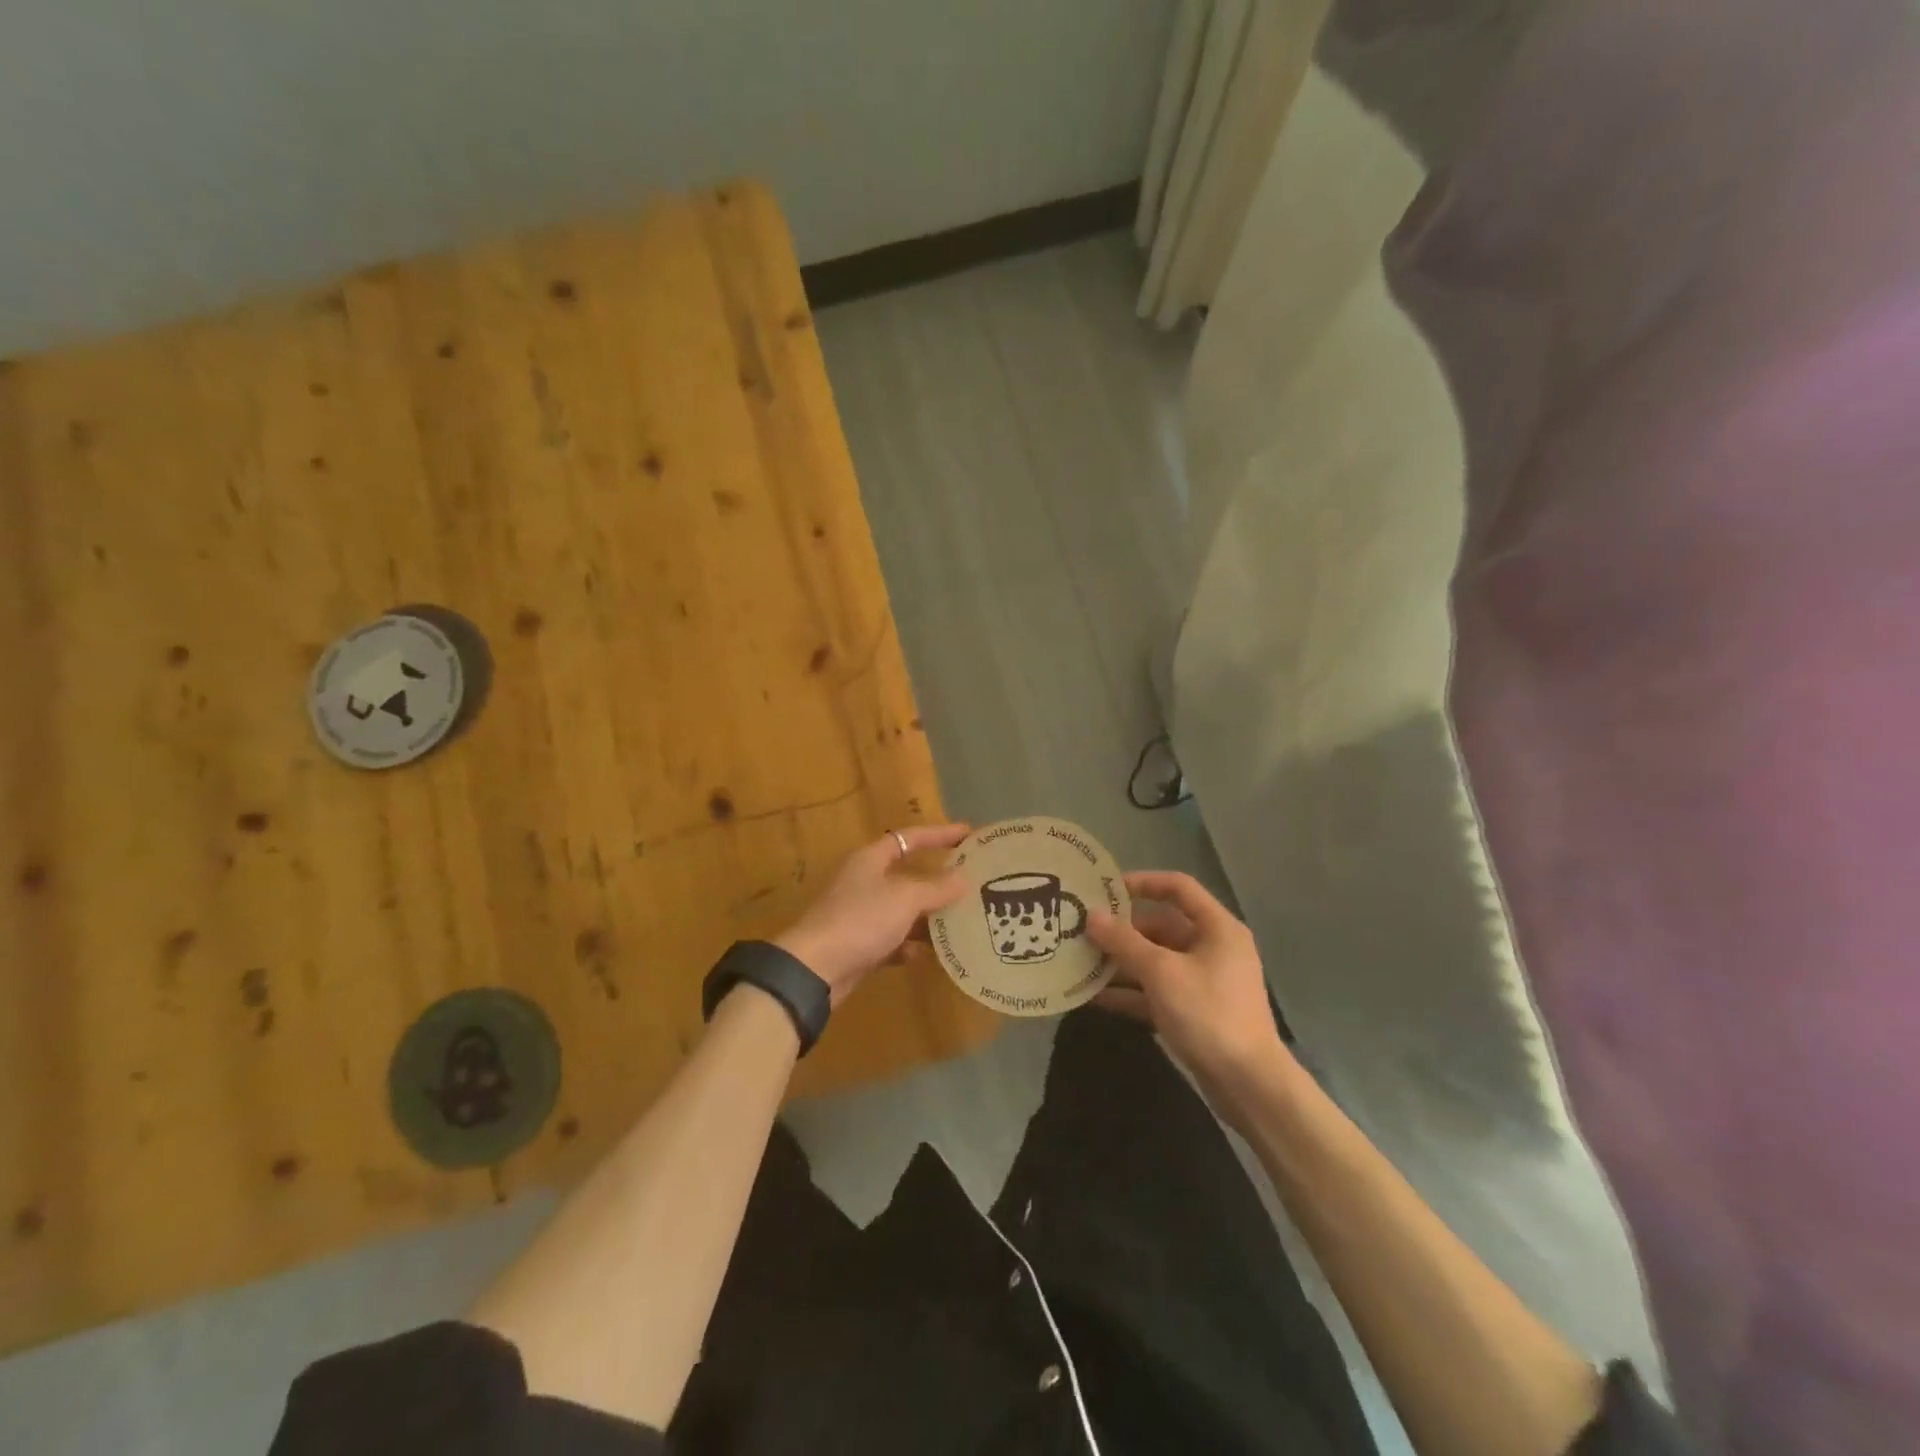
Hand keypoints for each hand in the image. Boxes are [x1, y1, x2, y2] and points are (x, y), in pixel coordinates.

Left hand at [773, 824, 970, 1005]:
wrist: (815, 969)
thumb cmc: (861, 920)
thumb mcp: (905, 898)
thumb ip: (936, 887)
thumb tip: (963, 878)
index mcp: (870, 860)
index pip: (909, 838)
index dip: (939, 834)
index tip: (968, 834)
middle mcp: (864, 882)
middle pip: (907, 875)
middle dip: (938, 881)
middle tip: (971, 883)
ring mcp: (860, 915)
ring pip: (902, 910)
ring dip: (928, 916)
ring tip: (961, 921)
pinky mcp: (859, 945)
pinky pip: (892, 941)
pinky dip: (910, 946)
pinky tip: (929, 955)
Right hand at [1087, 871, 1296, 1127]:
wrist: (1249, 1085)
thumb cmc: (1209, 1014)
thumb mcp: (1161, 972)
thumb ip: (1124, 942)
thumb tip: (1091, 915)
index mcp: (1217, 928)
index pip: (1179, 888)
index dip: (1143, 882)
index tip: (1106, 890)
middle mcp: (1213, 948)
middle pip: (1162, 926)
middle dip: (1122, 930)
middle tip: (1083, 931)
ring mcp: (1205, 982)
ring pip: (1156, 961)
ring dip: (1122, 962)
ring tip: (1081, 962)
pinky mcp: (1195, 1012)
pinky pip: (1157, 991)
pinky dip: (1131, 992)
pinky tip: (1095, 998)